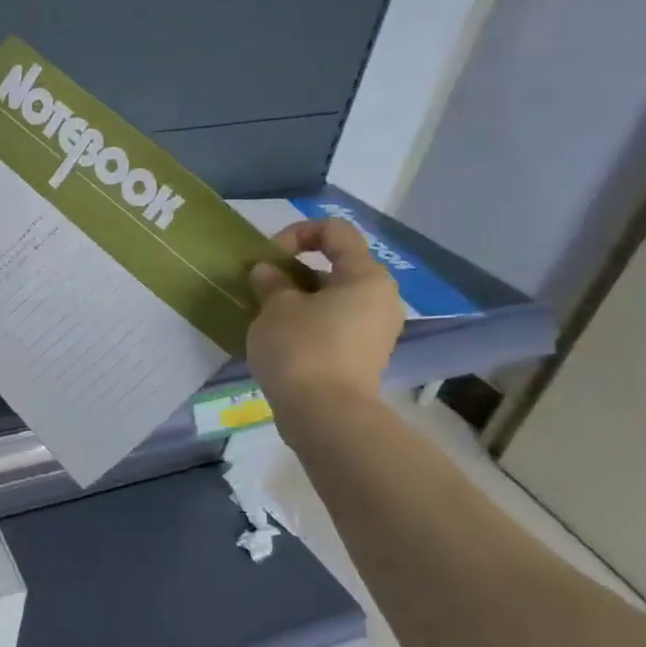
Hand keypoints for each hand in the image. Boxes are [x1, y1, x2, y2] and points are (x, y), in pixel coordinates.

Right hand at [245, 218, 403, 411]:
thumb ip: (271, 282)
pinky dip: (310, 321)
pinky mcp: (364, 355)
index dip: (297, 233)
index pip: (335, 231)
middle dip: (296, 271)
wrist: (325, 415)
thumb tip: (268, 272)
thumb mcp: (275, 308)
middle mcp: (381, 297)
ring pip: (335, 297)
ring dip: (300, 298)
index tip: (269, 257)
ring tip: (269, 314)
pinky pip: (335, 323)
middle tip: (264, 287)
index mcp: (366, 275)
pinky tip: (283, 339)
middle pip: (337, 265)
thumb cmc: (301, 348)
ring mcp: (376, 329)